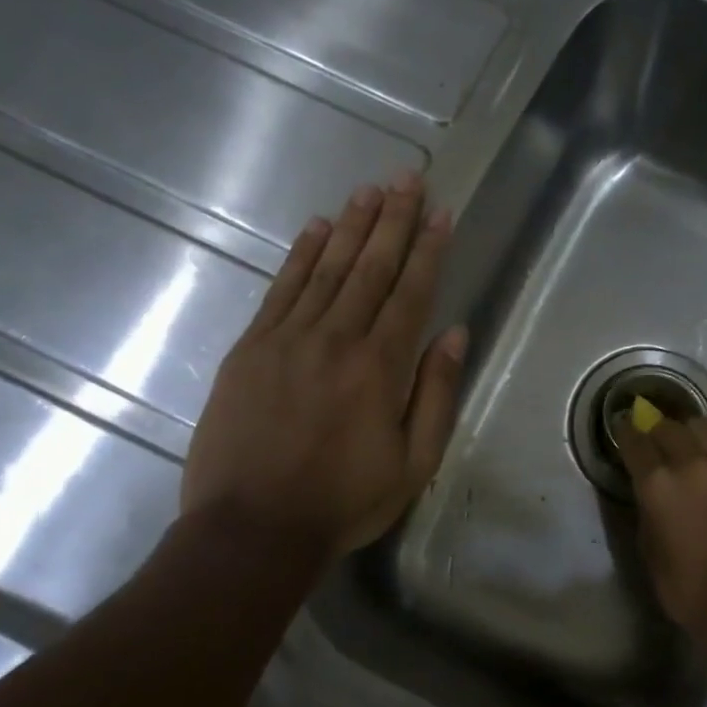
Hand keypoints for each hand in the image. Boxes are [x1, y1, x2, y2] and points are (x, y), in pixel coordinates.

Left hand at [182, 172, 467, 559]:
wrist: (253, 528)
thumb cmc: (345, 501)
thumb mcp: (415, 462)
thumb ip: (437, 392)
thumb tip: (455, 332)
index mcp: (381, 367)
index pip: (411, 292)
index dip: (428, 248)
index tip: (440, 211)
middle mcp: (337, 339)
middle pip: (370, 267)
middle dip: (392, 219)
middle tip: (407, 177)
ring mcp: (288, 339)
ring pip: (327, 268)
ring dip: (351, 226)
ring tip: (369, 190)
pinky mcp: (251, 348)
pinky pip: (280, 288)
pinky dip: (301, 255)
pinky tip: (316, 228)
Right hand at [612, 415, 706, 638]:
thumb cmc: (685, 585)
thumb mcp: (648, 546)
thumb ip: (645, 506)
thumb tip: (647, 486)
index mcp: (657, 483)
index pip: (634, 440)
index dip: (624, 431)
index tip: (621, 427)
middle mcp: (690, 463)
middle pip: (667, 426)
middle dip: (653, 430)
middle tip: (651, 442)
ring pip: (700, 423)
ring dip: (685, 430)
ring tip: (683, 443)